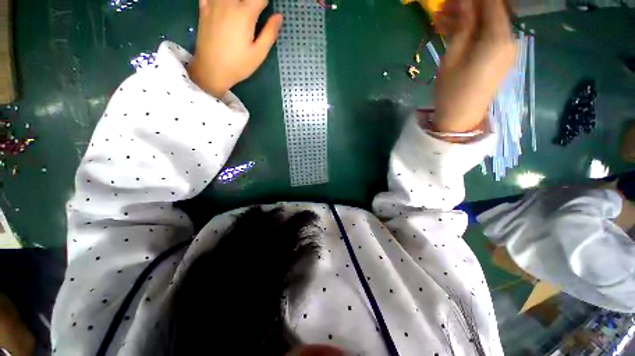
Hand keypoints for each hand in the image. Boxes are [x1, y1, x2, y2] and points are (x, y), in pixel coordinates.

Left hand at [187, 0, 282, 97]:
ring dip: (239, 0)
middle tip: (257, 11)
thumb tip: (279, 16)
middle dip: (254, 2)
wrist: (210, 70)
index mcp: (245, 13)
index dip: (266, 3)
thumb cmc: (238, 65)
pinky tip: (226, 5)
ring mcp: (214, 3)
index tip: (268, 10)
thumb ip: (269, 33)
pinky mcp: (204, 8)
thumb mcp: (258, 53)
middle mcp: (229, 2)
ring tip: (243, 9)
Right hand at [431, 0, 516, 133]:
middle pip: (492, 11)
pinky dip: (472, 31)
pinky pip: (487, 36)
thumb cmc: (452, 91)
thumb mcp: (452, 57)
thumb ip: (463, 25)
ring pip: (488, 23)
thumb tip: (465, 2)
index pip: (493, 3)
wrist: (461, 118)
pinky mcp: (500, 56)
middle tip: (443, 8)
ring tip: (441, 20)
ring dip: (467, 19)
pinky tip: (454, 32)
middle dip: (468, 6)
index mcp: (498, 38)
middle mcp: (509, 39)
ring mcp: (506, 48)